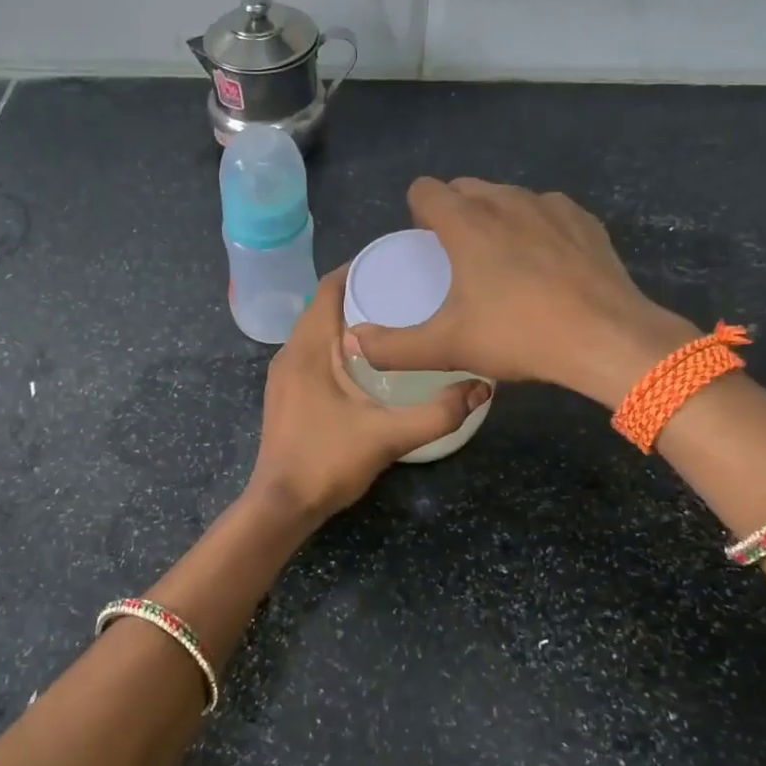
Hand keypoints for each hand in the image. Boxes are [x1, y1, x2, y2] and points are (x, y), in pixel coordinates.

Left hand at [247, 264, 490, 521]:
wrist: (281, 505)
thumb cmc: (328, 463)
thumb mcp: (388, 437)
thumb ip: (437, 413)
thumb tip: (483, 387)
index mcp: (308, 349)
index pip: (328, 288)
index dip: (358, 268)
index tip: (396, 260)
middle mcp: (290, 353)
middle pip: (323, 306)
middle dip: (359, 292)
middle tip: (405, 289)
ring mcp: (284, 374)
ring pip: (316, 330)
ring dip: (348, 319)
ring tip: (392, 317)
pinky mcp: (287, 393)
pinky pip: (312, 351)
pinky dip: (337, 343)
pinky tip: (368, 358)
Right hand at [348, 178, 698, 408]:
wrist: (607, 339)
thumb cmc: (519, 336)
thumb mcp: (447, 348)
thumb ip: (393, 347)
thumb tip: (354, 343)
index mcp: (466, 223)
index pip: (425, 190)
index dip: (416, 211)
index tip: (422, 242)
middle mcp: (505, 201)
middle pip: (465, 188)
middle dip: (454, 212)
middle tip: (456, 258)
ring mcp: (549, 206)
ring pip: (507, 197)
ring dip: (494, 218)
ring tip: (500, 261)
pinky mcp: (584, 220)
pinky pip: (546, 211)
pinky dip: (535, 228)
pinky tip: (544, 264)